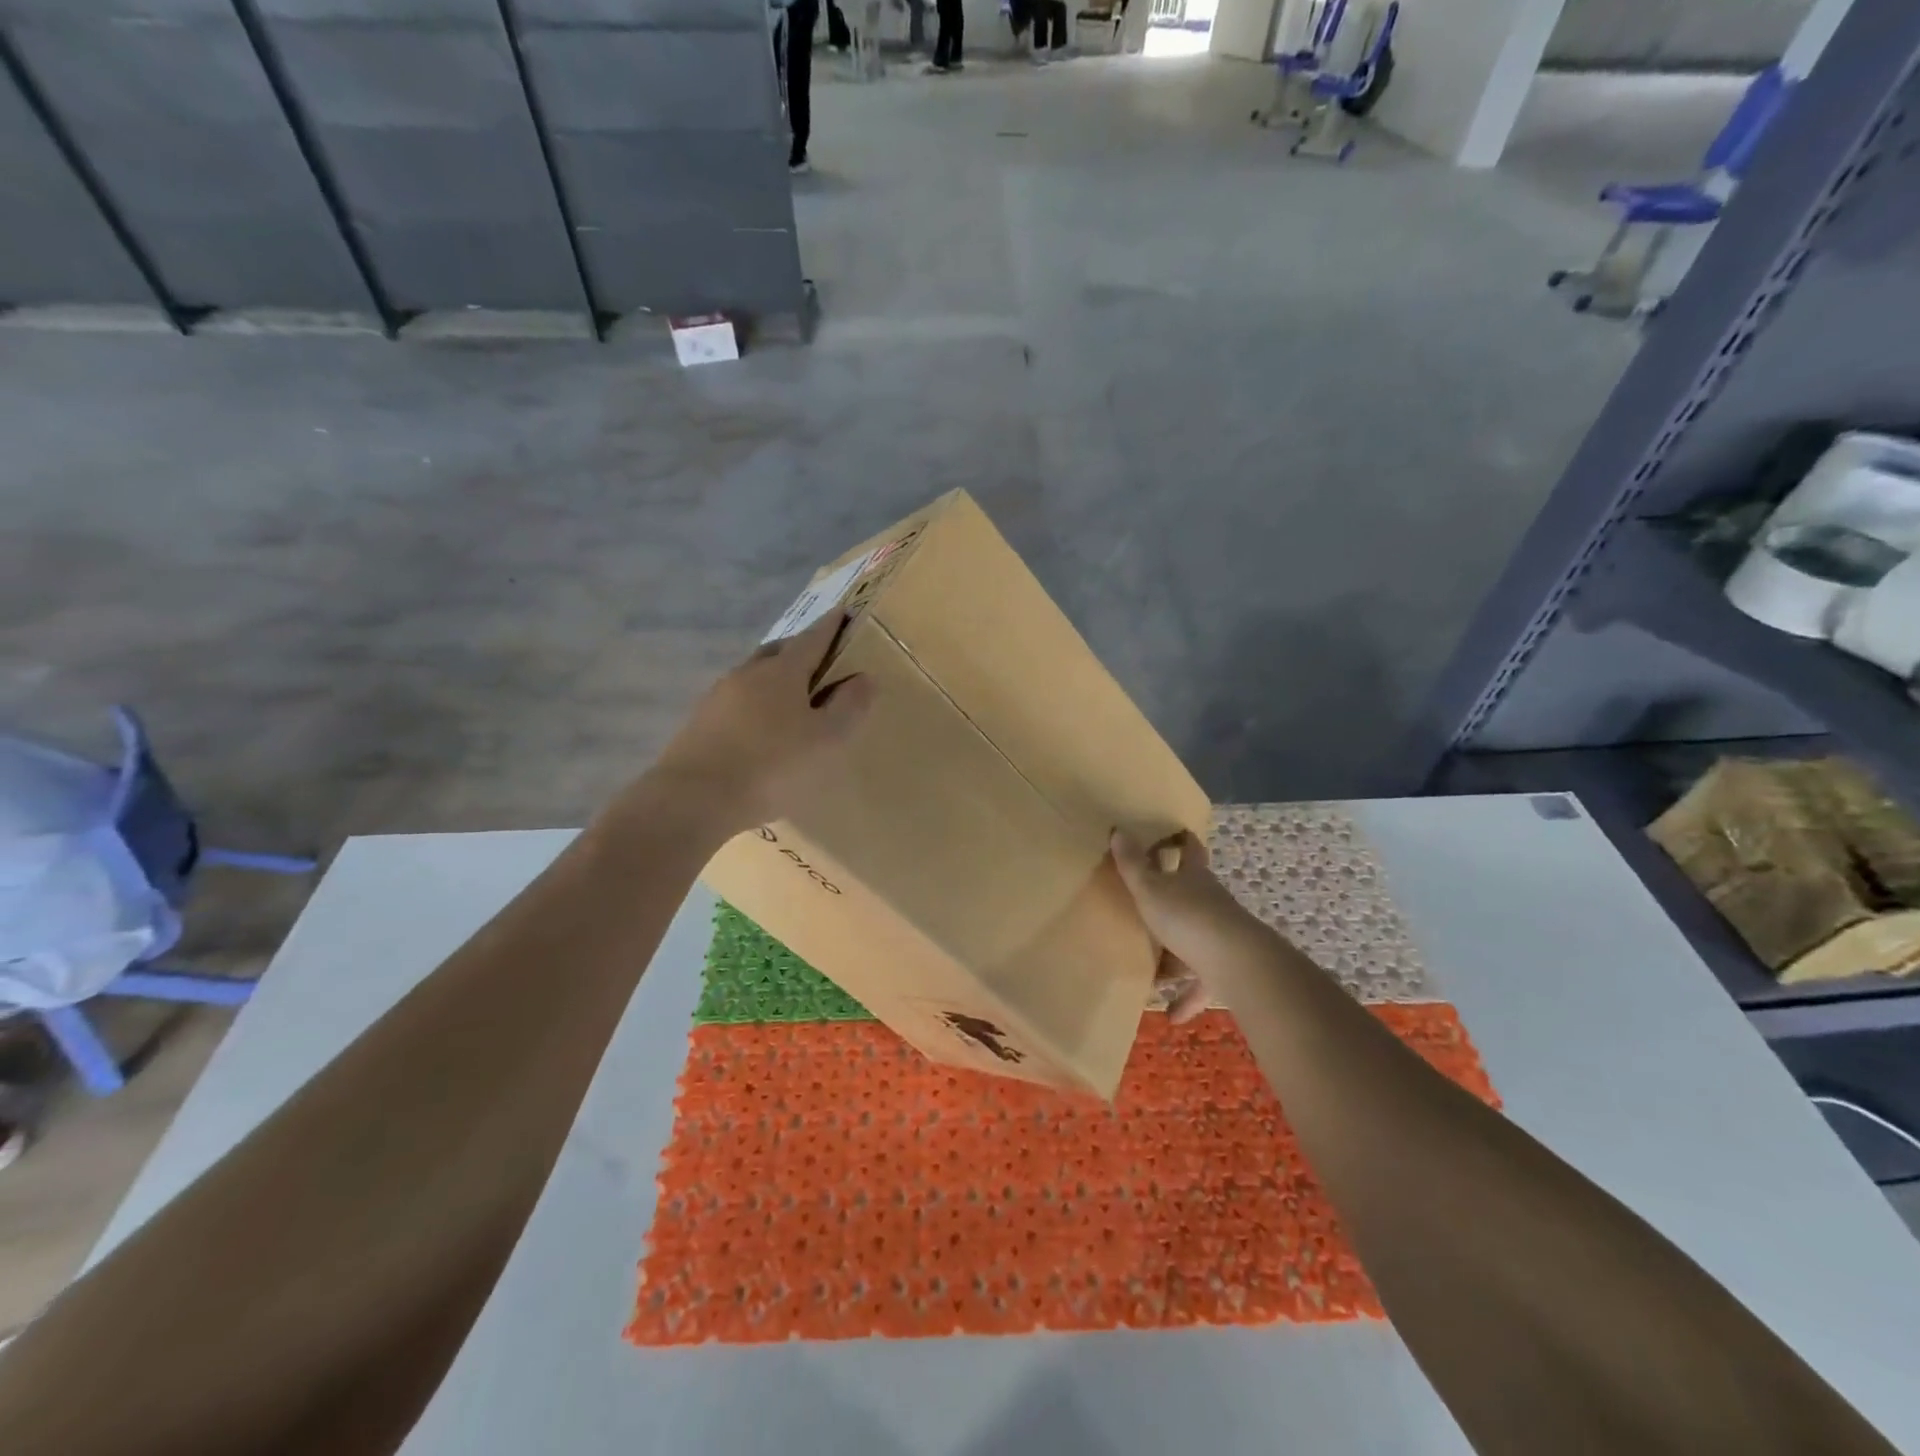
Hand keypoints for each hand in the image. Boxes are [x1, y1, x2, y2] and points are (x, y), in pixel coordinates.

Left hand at [648, 614, 875, 836]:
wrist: (694, 798)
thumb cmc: (773, 766)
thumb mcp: (827, 740)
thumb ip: (849, 707)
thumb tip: (865, 677)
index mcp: (782, 672)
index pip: (813, 639)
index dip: (831, 626)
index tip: (843, 612)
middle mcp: (748, 674)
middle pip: (778, 652)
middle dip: (800, 649)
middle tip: (819, 658)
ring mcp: (718, 697)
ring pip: (753, 676)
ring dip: (774, 678)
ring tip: (791, 698)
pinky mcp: (700, 723)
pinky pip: (736, 703)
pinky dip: (755, 705)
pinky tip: (760, 729)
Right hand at [1111, 829, 1271, 1023]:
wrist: (1235, 962)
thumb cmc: (1188, 917)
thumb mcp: (1150, 889)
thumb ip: (1133, 865)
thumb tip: (1118, 830)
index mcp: (1194, 878)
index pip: (1191, 850)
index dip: (1182, 841)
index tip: (1175, 834)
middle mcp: (1211, 902)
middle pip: (1194, 895)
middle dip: (1176, 900)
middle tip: (1149, 906)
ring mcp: (1221, 936)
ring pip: (1197, 941)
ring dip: (1178, 956)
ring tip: (1154, 973)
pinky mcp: (1226, 969)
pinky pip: (1203, 982)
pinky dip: (1188, 998)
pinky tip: (1172, 1015)